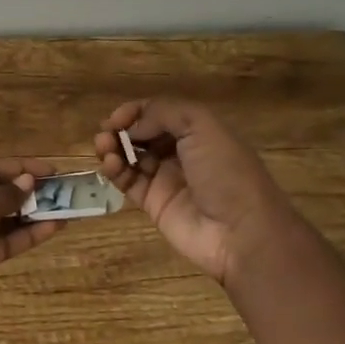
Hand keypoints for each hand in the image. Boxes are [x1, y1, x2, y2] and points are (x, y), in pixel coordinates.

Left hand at [0, 159, 63, 335]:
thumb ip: (5, 194)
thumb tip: (27, 182)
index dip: (20, 168)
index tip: (52, 171)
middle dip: (29, 193)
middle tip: (64, 193)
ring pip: (2, 220)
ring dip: (32, 216)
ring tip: (67, 211)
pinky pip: (2, 243)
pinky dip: (25, 236)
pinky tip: (52, 229)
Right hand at [94, 99, 305, 287]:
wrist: (241, 232)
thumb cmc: (226, 172)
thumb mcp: (202, 126)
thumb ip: (163, 113)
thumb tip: (132, 126)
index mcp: (198, 131)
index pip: (159, 113)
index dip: (136, 111)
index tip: (118, 117)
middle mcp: (181, 153)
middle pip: (143, 134)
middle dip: (122, 129)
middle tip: (106, 132)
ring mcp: (166, 179)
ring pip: (131, 156)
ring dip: (113, 147)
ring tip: (103, 146)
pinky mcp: (153, 204)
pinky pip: (128, 182)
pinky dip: (115, 170)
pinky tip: (111, 165)